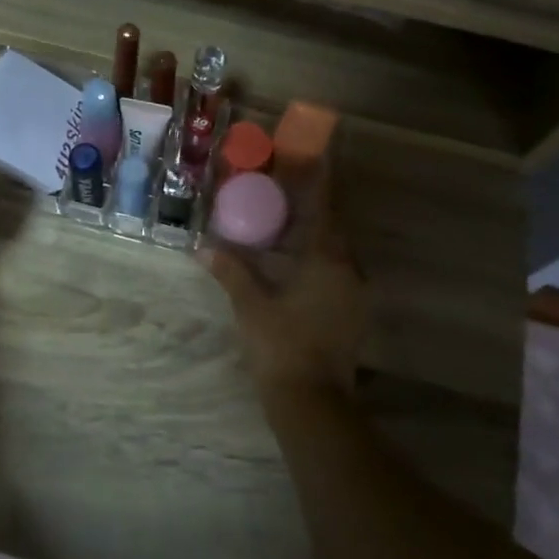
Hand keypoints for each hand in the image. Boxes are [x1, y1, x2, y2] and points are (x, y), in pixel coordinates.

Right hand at [202, 191, 366, 400]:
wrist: (313, 402)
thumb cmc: (281, 345)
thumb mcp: (250, 305)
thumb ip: (231, 271)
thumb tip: (203, 247)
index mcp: (327, 260)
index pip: (326, 208)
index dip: (322, 181)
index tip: (317, 157)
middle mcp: (349, 270)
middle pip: (335, 228)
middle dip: (317, 208)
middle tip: (292, 192)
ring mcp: (355, 294)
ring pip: (339, 252)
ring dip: (319, 236)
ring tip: (292, 225)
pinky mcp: (354, 314)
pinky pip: (339, 273)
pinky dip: (322, 261)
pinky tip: (299, 265)